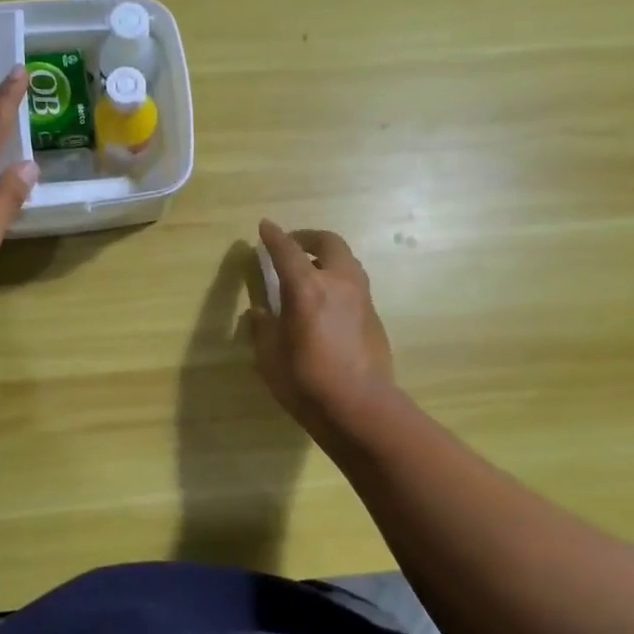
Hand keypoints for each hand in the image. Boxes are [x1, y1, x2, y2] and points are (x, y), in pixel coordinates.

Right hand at [248, 220, 393, 434]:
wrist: (360, 407)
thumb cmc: (306, 381)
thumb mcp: (270, 356)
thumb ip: (263, 327)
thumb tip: (259, 312)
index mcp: (306, 288)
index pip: (287, 251)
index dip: (274, 237)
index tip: (265, 227)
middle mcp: (338, 283)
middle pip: (328, 242)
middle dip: (308, 238)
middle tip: (292, 246)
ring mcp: (361, 298)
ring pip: (347, 261)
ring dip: (327, 258)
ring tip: (311, 271)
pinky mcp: (374, 316)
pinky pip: (354, 285)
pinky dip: (338, 281)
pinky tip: (327, 302)